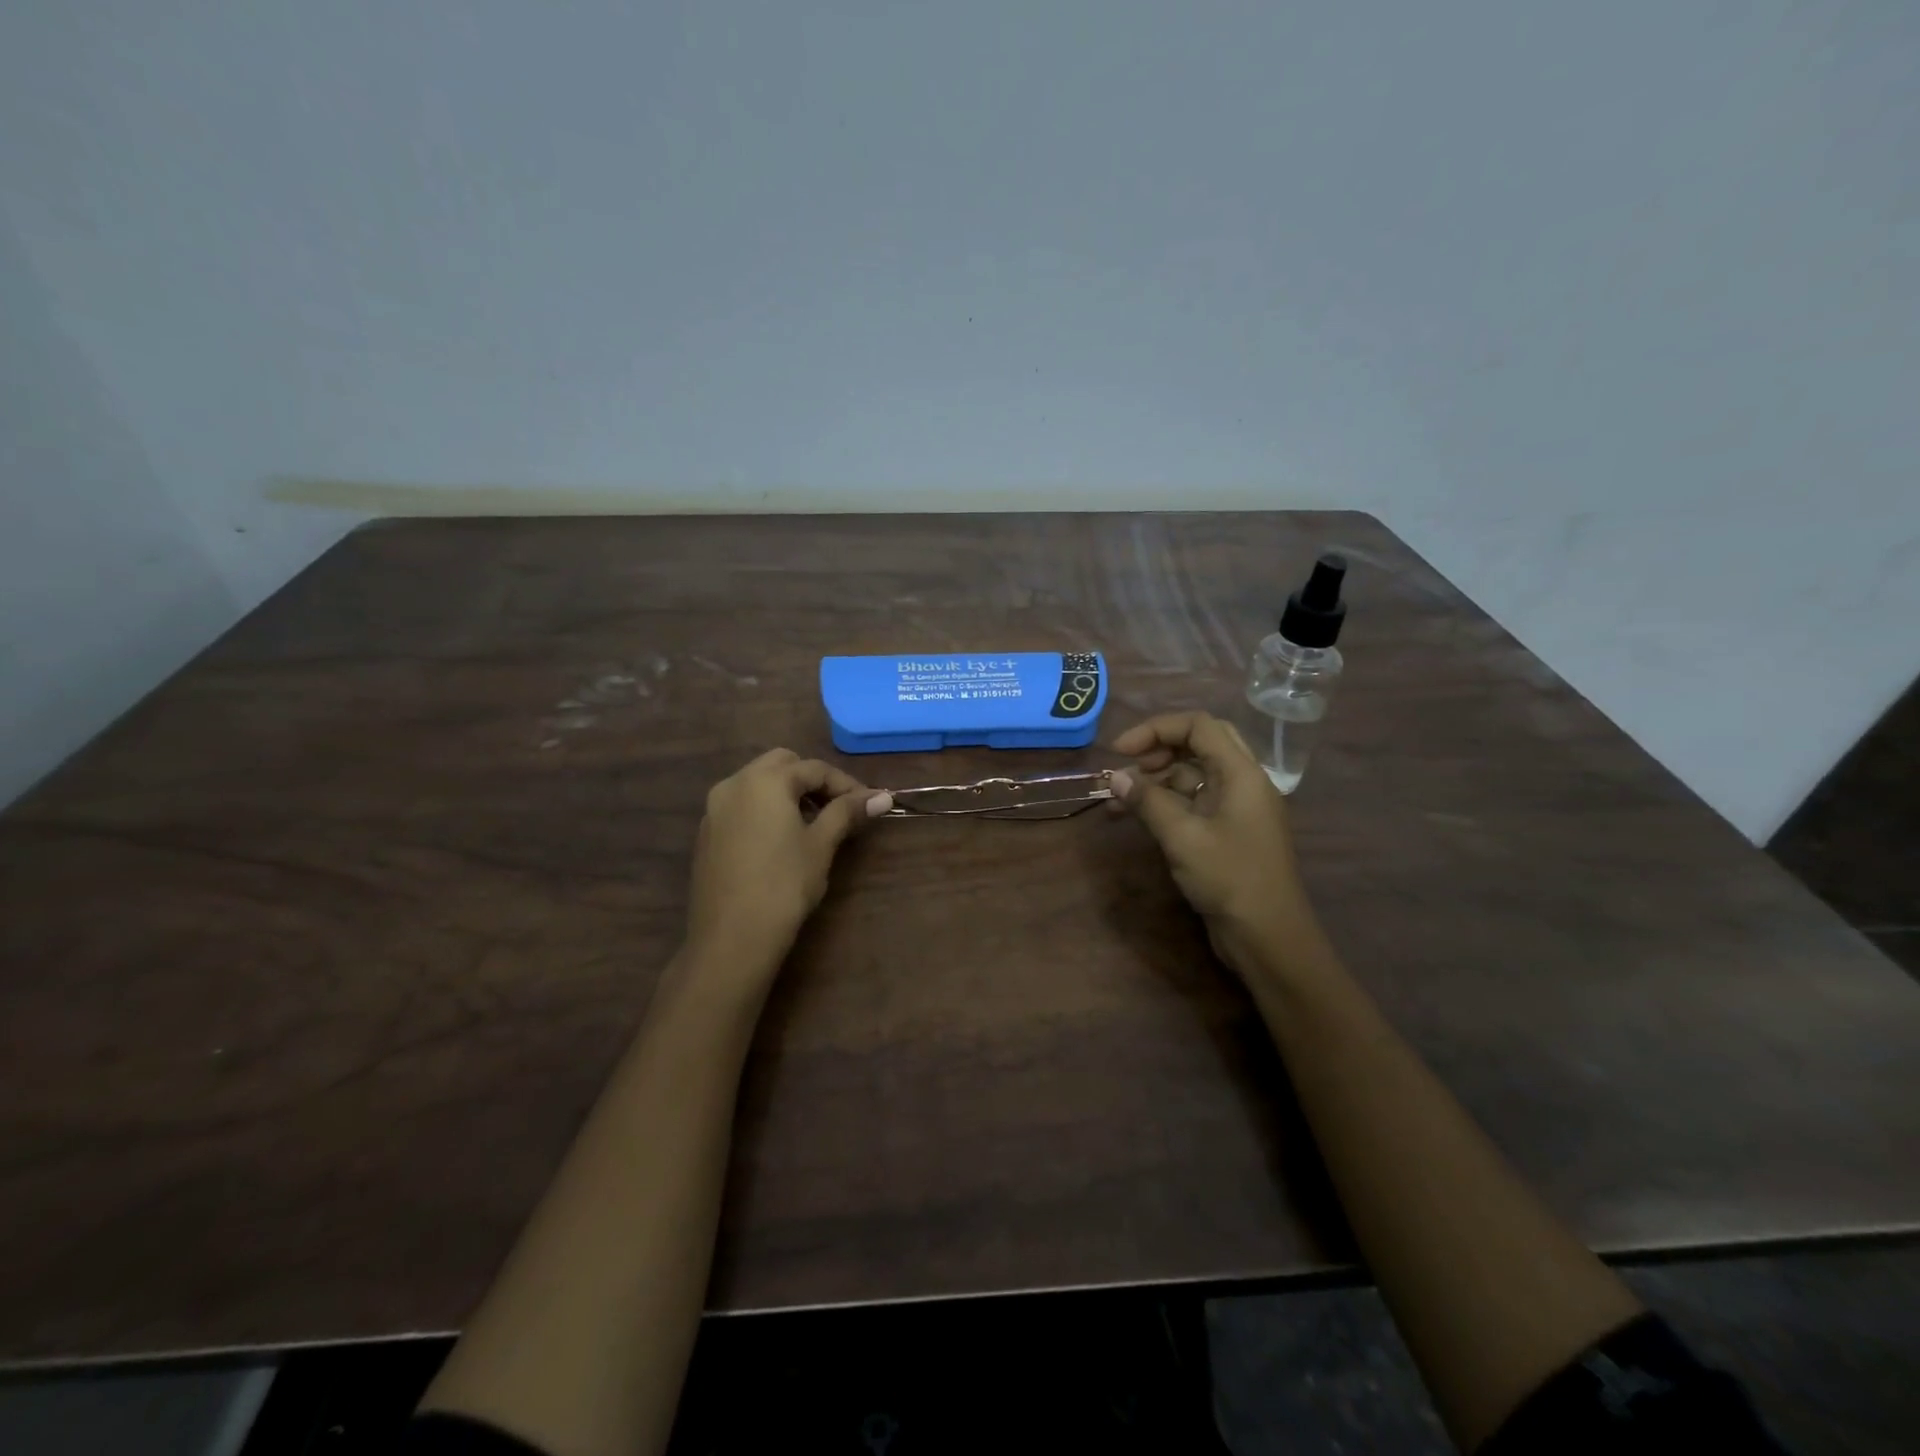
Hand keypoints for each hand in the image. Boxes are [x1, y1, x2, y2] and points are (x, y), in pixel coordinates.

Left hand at [685, 749, 892, 981]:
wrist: (732, 937)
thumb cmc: (784, 885)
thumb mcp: (821, 844)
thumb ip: (847, 812)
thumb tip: (883, 796)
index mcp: (764, 780)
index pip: (814, 768)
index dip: (846, 784)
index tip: (869, 804)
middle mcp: (734, 784)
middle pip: (781, 765)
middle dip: (812, 781)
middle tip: (837, 809)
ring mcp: (715, 809)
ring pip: (758, 783)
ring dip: (788, 793)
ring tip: (813, 824)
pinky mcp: (707, 833)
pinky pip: (742, 806)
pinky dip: (765, 810)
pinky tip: (781, 840)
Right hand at [1111, 713, 1327, 980]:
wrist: (1268, 937)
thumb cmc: (1230, 879)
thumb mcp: (1183, 837)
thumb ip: (1148, 801)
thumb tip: (1115, 777)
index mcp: (1242, 773)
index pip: (1199, 726)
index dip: (1156, 729)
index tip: (1120, 750)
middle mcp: (1243, 782)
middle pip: (1199, 743)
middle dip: (1159, 748)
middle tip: (1127, 766)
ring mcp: (1236, 808)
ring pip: (1194, 773)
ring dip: (1157, 778)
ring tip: (1119, 798)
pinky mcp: (1227, 831)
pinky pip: (1194, 801)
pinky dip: (1165, 802)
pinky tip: (1137, 815)